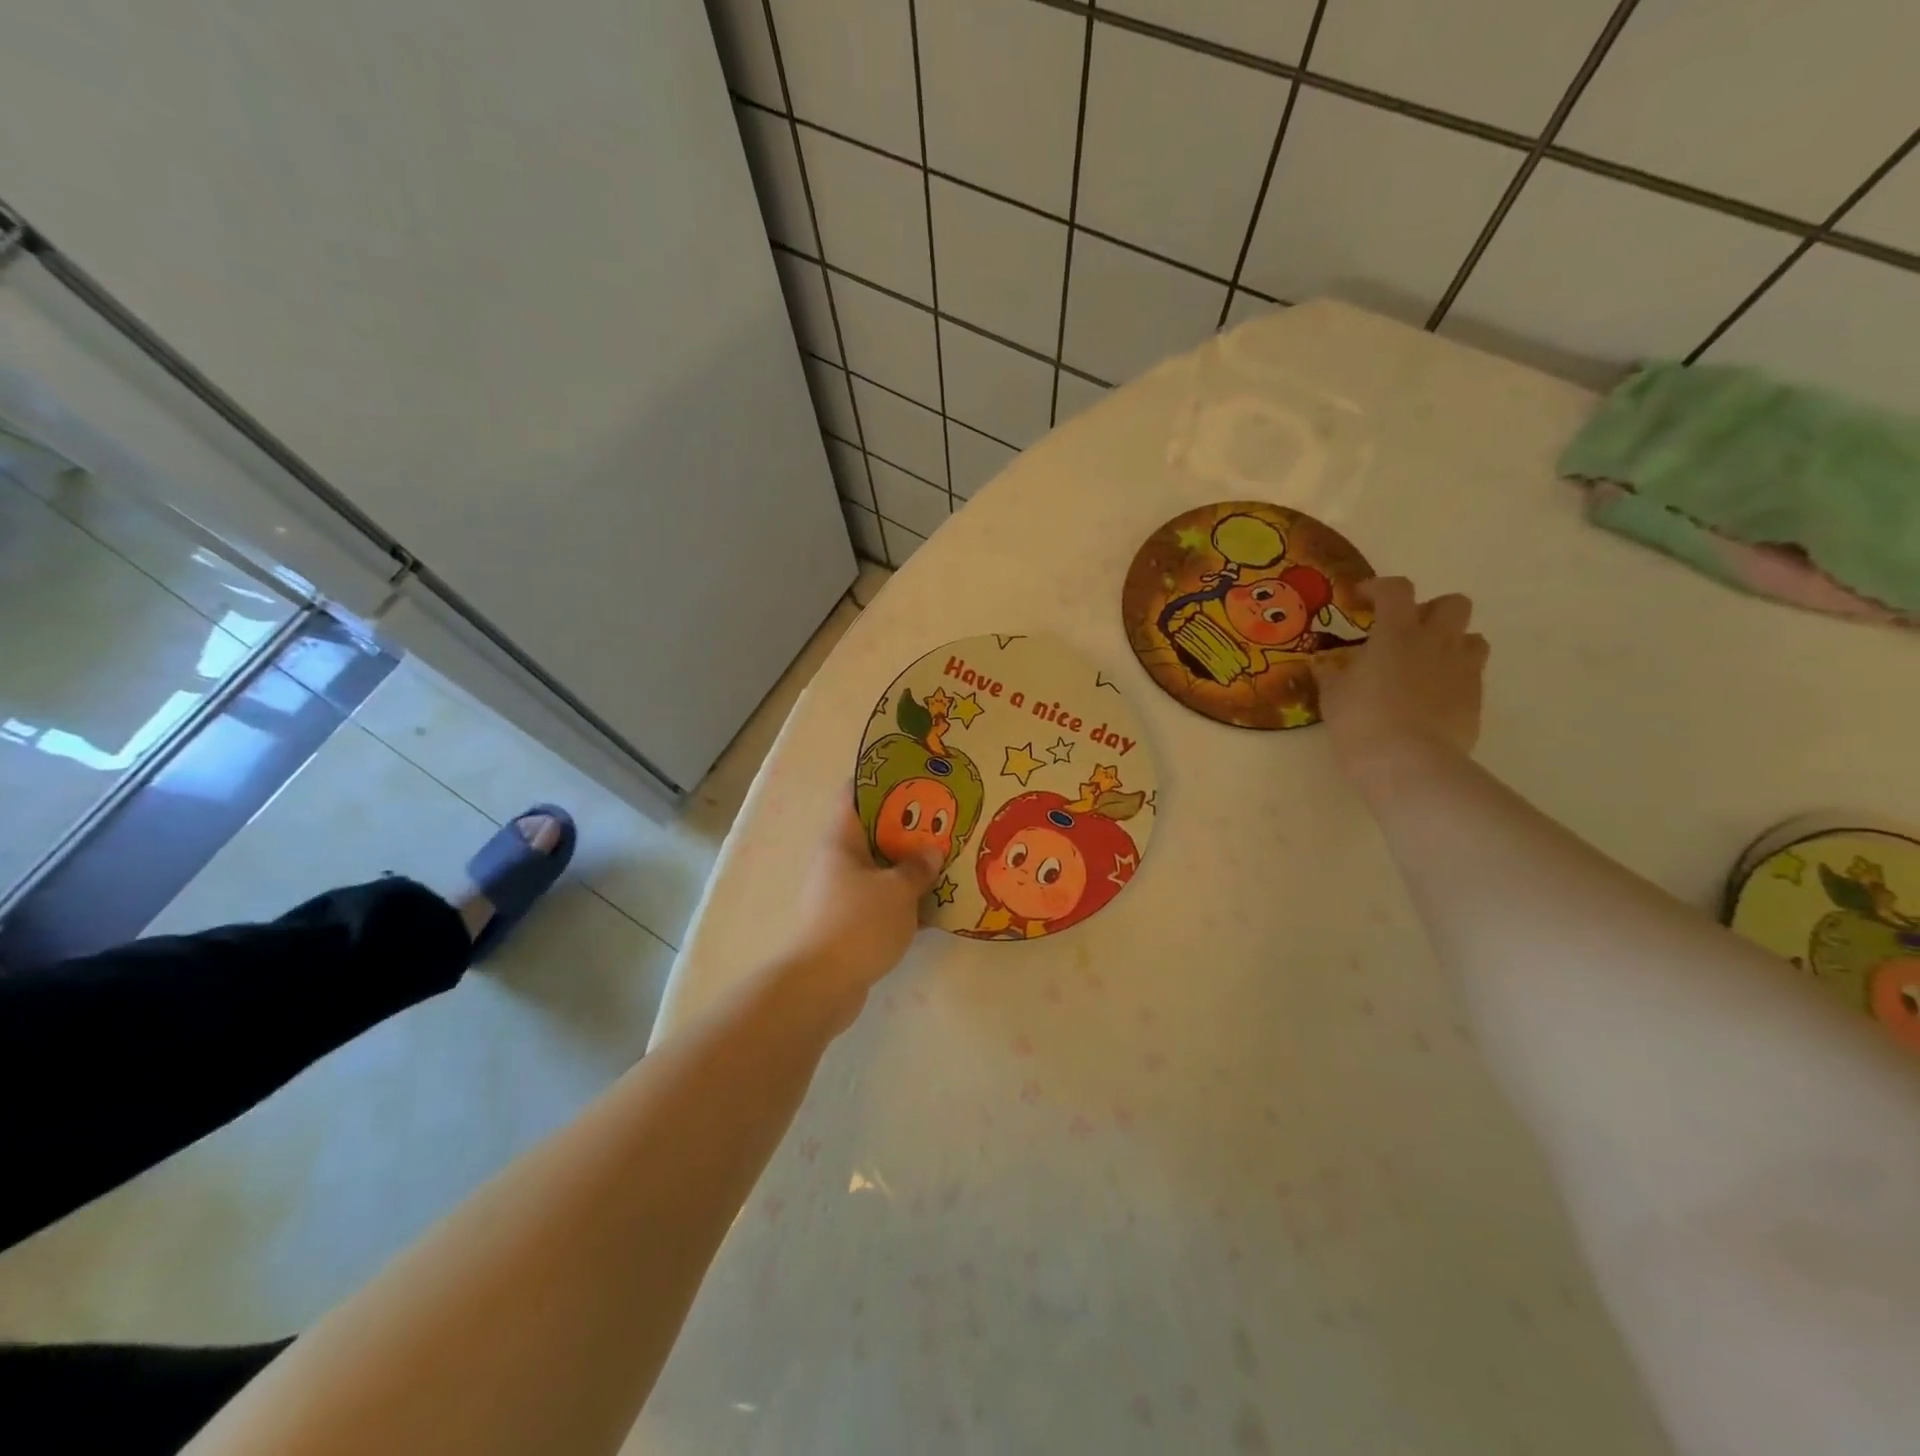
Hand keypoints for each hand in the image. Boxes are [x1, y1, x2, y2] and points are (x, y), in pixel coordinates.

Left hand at [780, 798, 942, 1027]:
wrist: (822, 986)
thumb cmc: (857, 924)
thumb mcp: (897, 890)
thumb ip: (917, 867)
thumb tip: (931, 851)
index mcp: (842, 841)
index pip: (855, 794)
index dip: (881, 777)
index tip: (913, 770)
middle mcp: (838, 861)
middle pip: (873, 831)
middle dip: (907, 823)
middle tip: (944, 815)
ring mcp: (843, 893)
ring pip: (881, 867)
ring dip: (909, 863)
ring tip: (946, 855)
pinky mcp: (852, 922)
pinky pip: (883, 899)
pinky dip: (906, 897)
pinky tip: (937, 901)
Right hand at [1312, 576, 1487, 796]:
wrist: (1409, 762)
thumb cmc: (1362, 722)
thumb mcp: (1332, 696)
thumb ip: (1331, 674)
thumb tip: (1323, 663)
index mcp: (1397, 633)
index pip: (1396, 590)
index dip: (1379, 588)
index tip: (1362, 599)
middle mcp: (1436, 641)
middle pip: (1452, 603)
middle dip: (1430, 611)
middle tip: (1405, 632)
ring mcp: (1463, 669)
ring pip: (1472, 637)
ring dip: (1450, 642)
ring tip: (1424, 664)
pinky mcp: (1476, 697)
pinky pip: (1471, 674)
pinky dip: (1454, 677)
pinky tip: (1431, 697)